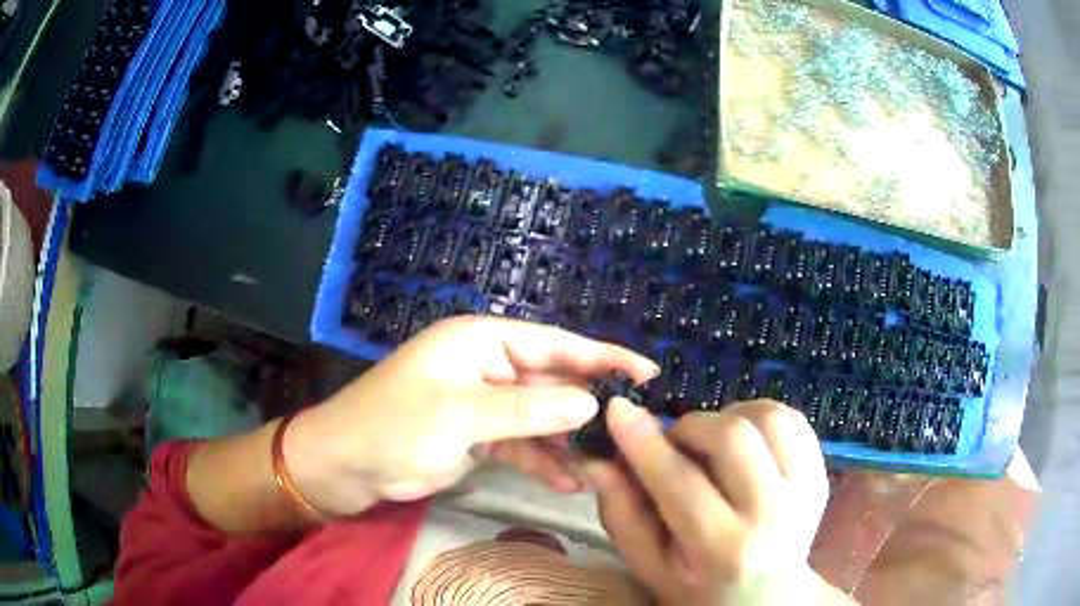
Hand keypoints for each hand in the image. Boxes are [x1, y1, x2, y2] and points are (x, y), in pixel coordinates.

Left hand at [285, 316, 657, 515]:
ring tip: (603, 468)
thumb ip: (529, 411)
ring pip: (539, 419)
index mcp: (481, 342)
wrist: (344, 467)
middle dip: (587, 410)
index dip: (602, 357)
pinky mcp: (477, 435)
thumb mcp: (462, 416)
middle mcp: (487, 366)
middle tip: (632, 432)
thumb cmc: (394, 428)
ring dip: (567, 443)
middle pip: (551, 383)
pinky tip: (568, 483)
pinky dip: (542, 461)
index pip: (554, 344)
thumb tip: (592, 405)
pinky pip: (521, 444)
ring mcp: (483, 403)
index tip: (647, 373)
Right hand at [588, 399, 841, 604]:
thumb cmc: (699, 586)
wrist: (768, 596)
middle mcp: (772, 517)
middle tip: (675, 444)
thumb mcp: (650, 565)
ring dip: (729, 417)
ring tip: (713, 442)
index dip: (644, 441)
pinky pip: (793, 419)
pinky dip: (761, 416)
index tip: (618, 409)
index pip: (680, 483)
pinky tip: (746, 439)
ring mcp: (805, 491)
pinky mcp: (821, 473)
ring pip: (768, 417)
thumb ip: (622, 515)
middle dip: (691, 428)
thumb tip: (598, 460)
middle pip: (732, 438)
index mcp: (722, 551)